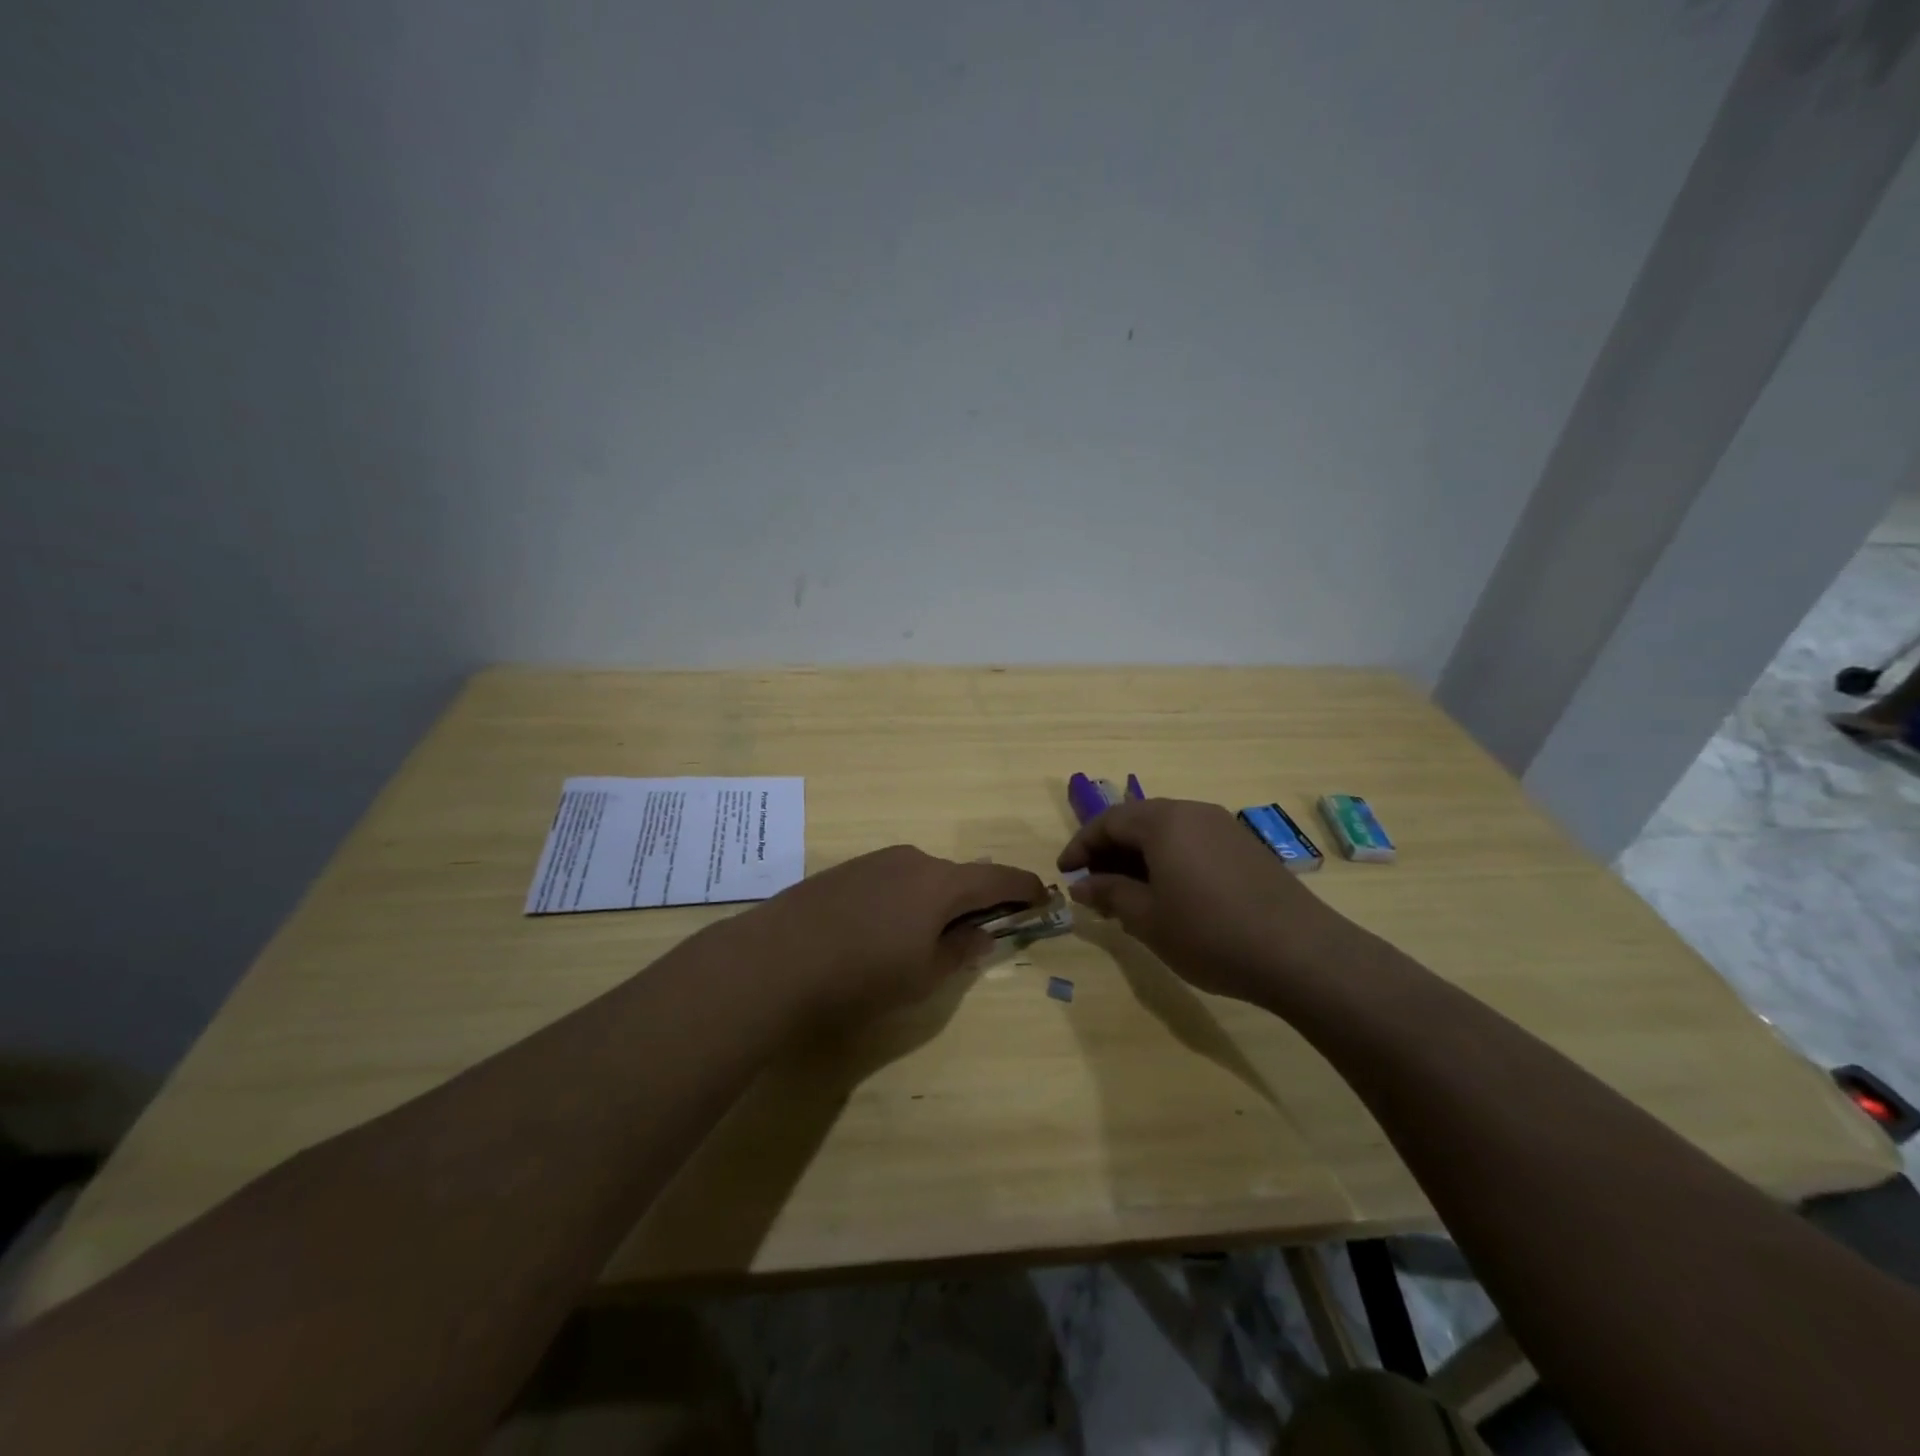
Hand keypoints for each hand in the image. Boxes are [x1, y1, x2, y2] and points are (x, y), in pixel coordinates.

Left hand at [740, 846, 1047, 1028]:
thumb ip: (960, 951)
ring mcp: (875, 861)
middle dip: (976, 900)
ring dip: (936, 901)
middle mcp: (912, 860)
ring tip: (925, 938)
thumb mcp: (923, 975)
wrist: (775, 959)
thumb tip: (981, 933)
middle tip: (981, 930)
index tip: (1042, 899)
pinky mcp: (846, 870)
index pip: (997, 878)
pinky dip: (905, 900)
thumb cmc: (861, 975)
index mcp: (941, 883)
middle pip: (958, 876)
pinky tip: (882, 931)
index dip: (1024, 888)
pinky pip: (892, 880)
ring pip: (922, 878)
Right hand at [1057, 798, 1355, 1002]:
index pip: (1108, 821)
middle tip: (1092, 884)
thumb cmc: (1210, 934)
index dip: (1080, 846)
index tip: (1064, 874)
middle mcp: (1193, 813)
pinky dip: (1168, 860)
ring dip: (1139, 857)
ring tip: (1126, 893)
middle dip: (1109, 850)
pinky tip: (1169, 895)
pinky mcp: (1246, 847)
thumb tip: (1082, 885)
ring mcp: (1224, 827)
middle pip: (1138, 821)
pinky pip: (1192, 843)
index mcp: (1163, 821)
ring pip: (1167, 832)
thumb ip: (1109, 894)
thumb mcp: (1147, 918)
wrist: (1301, 954)